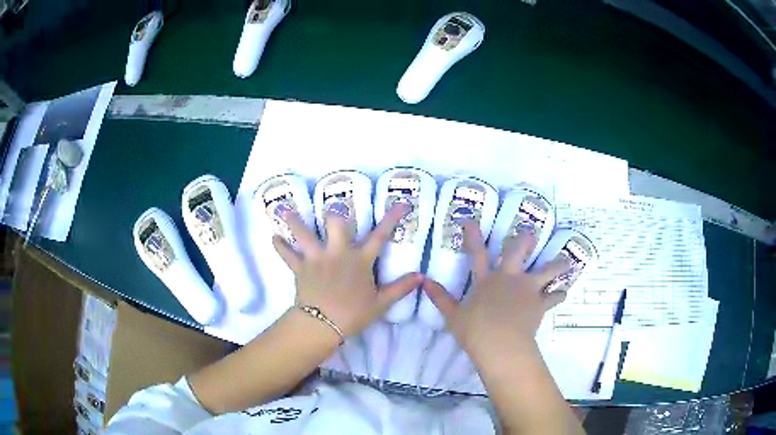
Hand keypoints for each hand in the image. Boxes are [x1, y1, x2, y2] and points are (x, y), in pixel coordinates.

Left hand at [273, 203, 421, 337]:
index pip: (380, 235)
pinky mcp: (300, 267)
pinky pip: (287, 254)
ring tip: (286, 210)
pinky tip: (274, 237)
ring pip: (304, 233)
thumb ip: (400, 288)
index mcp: (360, 260)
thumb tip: (421, 276)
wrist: (323, 325)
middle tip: (333, 207)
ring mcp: (317, 258)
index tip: (401, 203)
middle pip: (336, 222)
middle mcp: (338, 252)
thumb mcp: (381, 303)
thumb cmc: (353, 314)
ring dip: (295, 220)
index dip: (392, 218)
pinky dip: (280, 246)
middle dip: (336, 211)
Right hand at [422, 219, 571, 356]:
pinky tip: (564, 293)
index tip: (470, 220)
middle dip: (524, 240)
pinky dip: (559, 295)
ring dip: (557, 265)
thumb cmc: (474, 330)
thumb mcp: (453, 316)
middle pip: (518, 252)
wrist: (501, 343)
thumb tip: (423, 282)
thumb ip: (440, 298)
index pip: (477, 253)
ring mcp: (527, 289)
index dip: (473, 235)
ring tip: (567, 261)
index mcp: (486, 280)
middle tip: (531, 232)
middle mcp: (509, 278)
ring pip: (547, 270)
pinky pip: (553, 297)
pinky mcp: (539, 303)